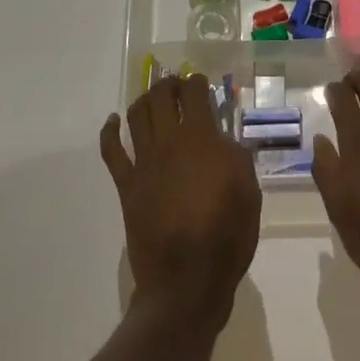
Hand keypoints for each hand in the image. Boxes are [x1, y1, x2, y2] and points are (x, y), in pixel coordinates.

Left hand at [102, 75, 259, 327]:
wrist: (187, 279)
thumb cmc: (227, 236)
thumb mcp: (249, 193)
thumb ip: (237, 158)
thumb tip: (223, 140)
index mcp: (203, 141)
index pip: (194, 95)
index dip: (196, 82)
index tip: (200, 82)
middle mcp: (169, 143)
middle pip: (161, 98)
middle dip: (168, 85)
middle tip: (175, 85)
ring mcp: (144, 163)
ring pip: (136, 116)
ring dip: (143, 100)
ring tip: (151, 98)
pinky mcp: (126, 184)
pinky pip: (111, 150)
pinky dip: (110, 131)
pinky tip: (113, 121)